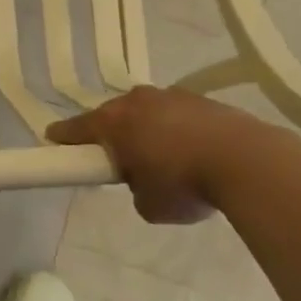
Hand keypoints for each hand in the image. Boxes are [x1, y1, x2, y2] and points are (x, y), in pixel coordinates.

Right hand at [46, 87, 271, 224]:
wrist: (247, 162)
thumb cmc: (184, 184)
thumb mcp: (148, 205)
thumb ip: (135, 189)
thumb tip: (145, 181)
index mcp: (114, 122)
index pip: (76, 128)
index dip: (62, 137)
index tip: (52, 141)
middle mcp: (138, 101)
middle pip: (114, 115)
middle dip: (112, 133)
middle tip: (117, 158)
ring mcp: (173, 96)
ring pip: (148, 112)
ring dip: (148, 129)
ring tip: (163, 158)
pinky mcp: (204, 100)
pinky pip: (178, 114)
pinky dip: (178, 130)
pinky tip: (193, 152)